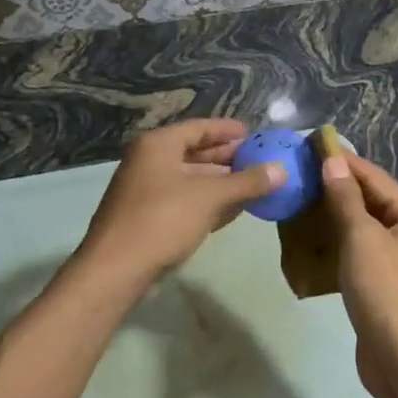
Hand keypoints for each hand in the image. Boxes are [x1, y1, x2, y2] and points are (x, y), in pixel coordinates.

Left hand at [77, 119, 284, 284]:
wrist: (116, 270)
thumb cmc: (162, 220)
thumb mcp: (209, 197)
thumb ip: (246, 182)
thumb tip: (282, 170)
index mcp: (158, 145)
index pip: (199, 127)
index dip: (227, 130)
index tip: (253, 134)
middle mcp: (148, 162)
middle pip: (194, 152)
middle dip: (227, 158)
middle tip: (259, 161)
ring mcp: (145, 191)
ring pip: (190, 179)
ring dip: (220, 182)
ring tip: (253, 186)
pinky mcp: (147, 218)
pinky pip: (184, 201)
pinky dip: (207, 202)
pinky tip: (231, 210)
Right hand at [318, 151, 397, 397]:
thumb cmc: (386, 292)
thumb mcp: (362, 239)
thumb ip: (346, 198)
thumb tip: (333, 161)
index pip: (375, 178)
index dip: (343, 161)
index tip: (312, 146)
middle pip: (373, 199)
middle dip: (338, 187)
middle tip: (301, 173)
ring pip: (366, 226)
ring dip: (337, 215)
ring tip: (302, 200)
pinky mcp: (389, 283)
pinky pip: (363, 250)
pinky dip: (341, 242)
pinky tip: (314, 238)